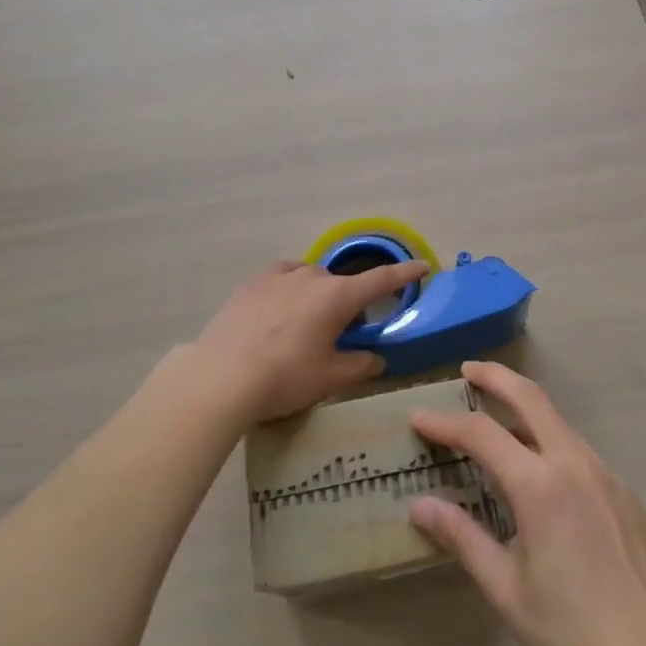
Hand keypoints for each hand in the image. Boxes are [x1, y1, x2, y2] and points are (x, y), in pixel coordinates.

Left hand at [190, 258, 430, 424]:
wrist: (221, 376)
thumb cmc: (285, 378)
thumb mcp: (330, 379)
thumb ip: (360, 366)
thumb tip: (375, 358)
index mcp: (338, 297)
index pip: (382, 280)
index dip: (406, 273)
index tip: (424, 265)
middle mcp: (312, 277)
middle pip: (341, 284)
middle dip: (348, 304)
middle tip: (340, 334)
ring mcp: (279, 276)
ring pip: (310, 278)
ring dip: (317, 295)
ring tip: (305, 324)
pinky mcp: (252, 283)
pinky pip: (283, 277)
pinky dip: (291, 287)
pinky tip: (281, 305)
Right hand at [408, 361, 645, 645]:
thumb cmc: (571, 639)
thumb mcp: (506, 592)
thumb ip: (463, 538)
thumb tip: (420, 505)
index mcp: (541, 487)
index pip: (482, 433)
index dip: (446, 422)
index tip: (419, 416)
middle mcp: (577, 466)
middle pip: (532, 398)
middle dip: (496, 377)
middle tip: (468, 371)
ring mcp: (612, 479)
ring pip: (562, 429)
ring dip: (528, 419)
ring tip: (502, 432)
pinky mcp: (634, 499)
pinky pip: (588, 464)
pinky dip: (559, 458)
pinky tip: (552, 493)